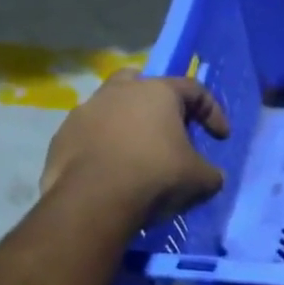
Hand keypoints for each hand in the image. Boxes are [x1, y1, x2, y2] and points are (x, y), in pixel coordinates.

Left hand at [41, 71, 229, 220]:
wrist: (94, 201)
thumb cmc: (156, 177)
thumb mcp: (201, 179)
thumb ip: (210, 172)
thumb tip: (211, 175)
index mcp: (157, 92)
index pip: (194, 89)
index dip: (212, 111)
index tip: (220, 137)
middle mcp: (119, 91)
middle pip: (143, 83)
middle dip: (159, 103)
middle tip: (169, 128)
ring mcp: (86, 111)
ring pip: (112, 107)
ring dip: (127, 124)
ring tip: (138, 154)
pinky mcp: (62, 136)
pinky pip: (90, 134)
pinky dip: (104, 146)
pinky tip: (112, 171)